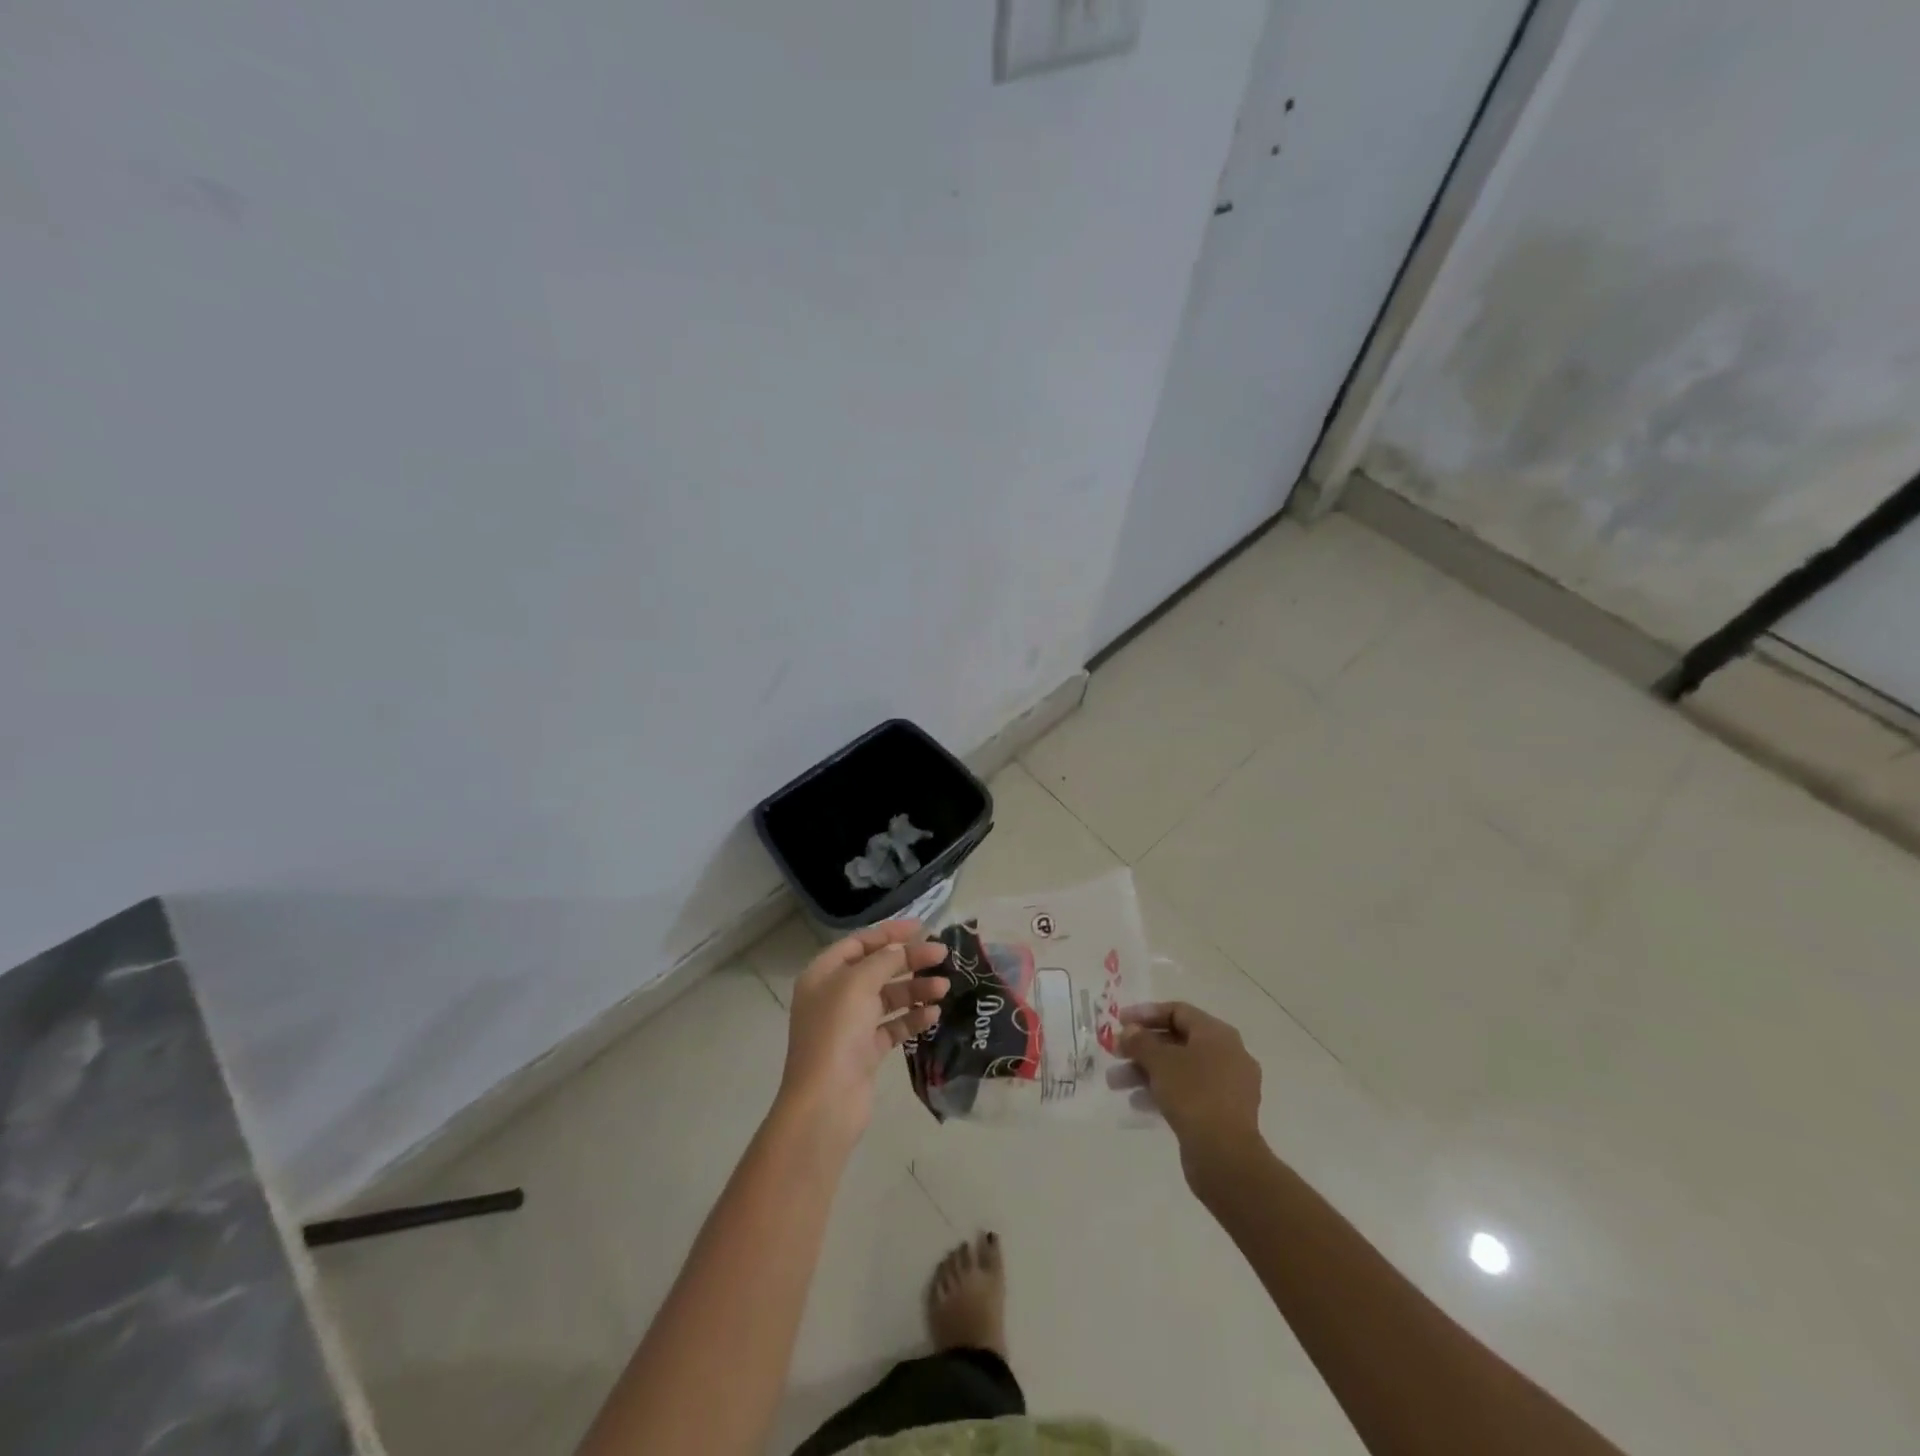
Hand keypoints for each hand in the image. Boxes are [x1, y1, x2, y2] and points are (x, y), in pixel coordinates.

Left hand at [778, 920, 948, 1139]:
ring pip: (887, 998)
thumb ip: (883, 960)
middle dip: (909, 960)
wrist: (825, 1102)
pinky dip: (912, 1018)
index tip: (922, 927)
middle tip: (942, 956)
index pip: (859, 943)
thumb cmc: (837, 1033)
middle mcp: (834, 996)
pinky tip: (934, 1014)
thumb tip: (902, 948)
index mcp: (823, 974)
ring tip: (945, 988)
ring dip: (915, 990)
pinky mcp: (865, 1052)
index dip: (889, 932)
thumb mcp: (858, 984)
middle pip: (876, 968)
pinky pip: (892, 1026)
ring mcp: (849, 1026)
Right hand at [1119, 1001, 1262, 1184]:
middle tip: (1115, 1054)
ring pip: (1180, 1069)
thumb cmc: (1193, 1095)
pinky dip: (1163, 1092)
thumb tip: (1130, 1031)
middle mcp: (1228, 1054)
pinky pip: (1188, 1092)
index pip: (1178, 1011)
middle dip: (1142, 1048)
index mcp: (1217, 1034)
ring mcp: (1228, 1086)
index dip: (1146, 1014)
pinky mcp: (1223, 1113)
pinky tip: (1137, 1103)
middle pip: (1177, 1041)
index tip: (1119, 1022)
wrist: (1225, 1156)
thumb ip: (1140, 1041)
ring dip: (1146, 1072)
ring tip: (1115, 1083)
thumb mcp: (1160, 1062)